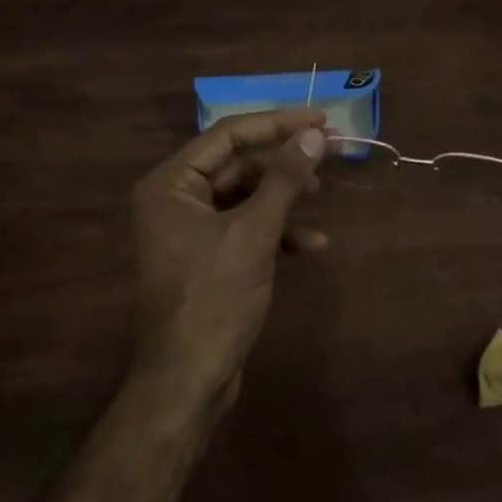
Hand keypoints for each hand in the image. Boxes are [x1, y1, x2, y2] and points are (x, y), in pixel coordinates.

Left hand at [131, 109, 328, 410]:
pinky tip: (312, 244)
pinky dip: (276, 231)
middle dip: (284, 161)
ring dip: (283, 196)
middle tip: (331, 150)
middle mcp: (175, 199)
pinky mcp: (208, 256)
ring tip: (321, 193)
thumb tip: (314, 135)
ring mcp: (190, 229)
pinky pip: (245, 227)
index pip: (228, 135)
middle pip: (237, 163)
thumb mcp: (254, 233)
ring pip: (244, 195)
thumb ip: (284, 180)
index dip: (277, 124)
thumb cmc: (214, 300)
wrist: (188, 381)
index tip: (320, 120)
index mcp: (170, 185)